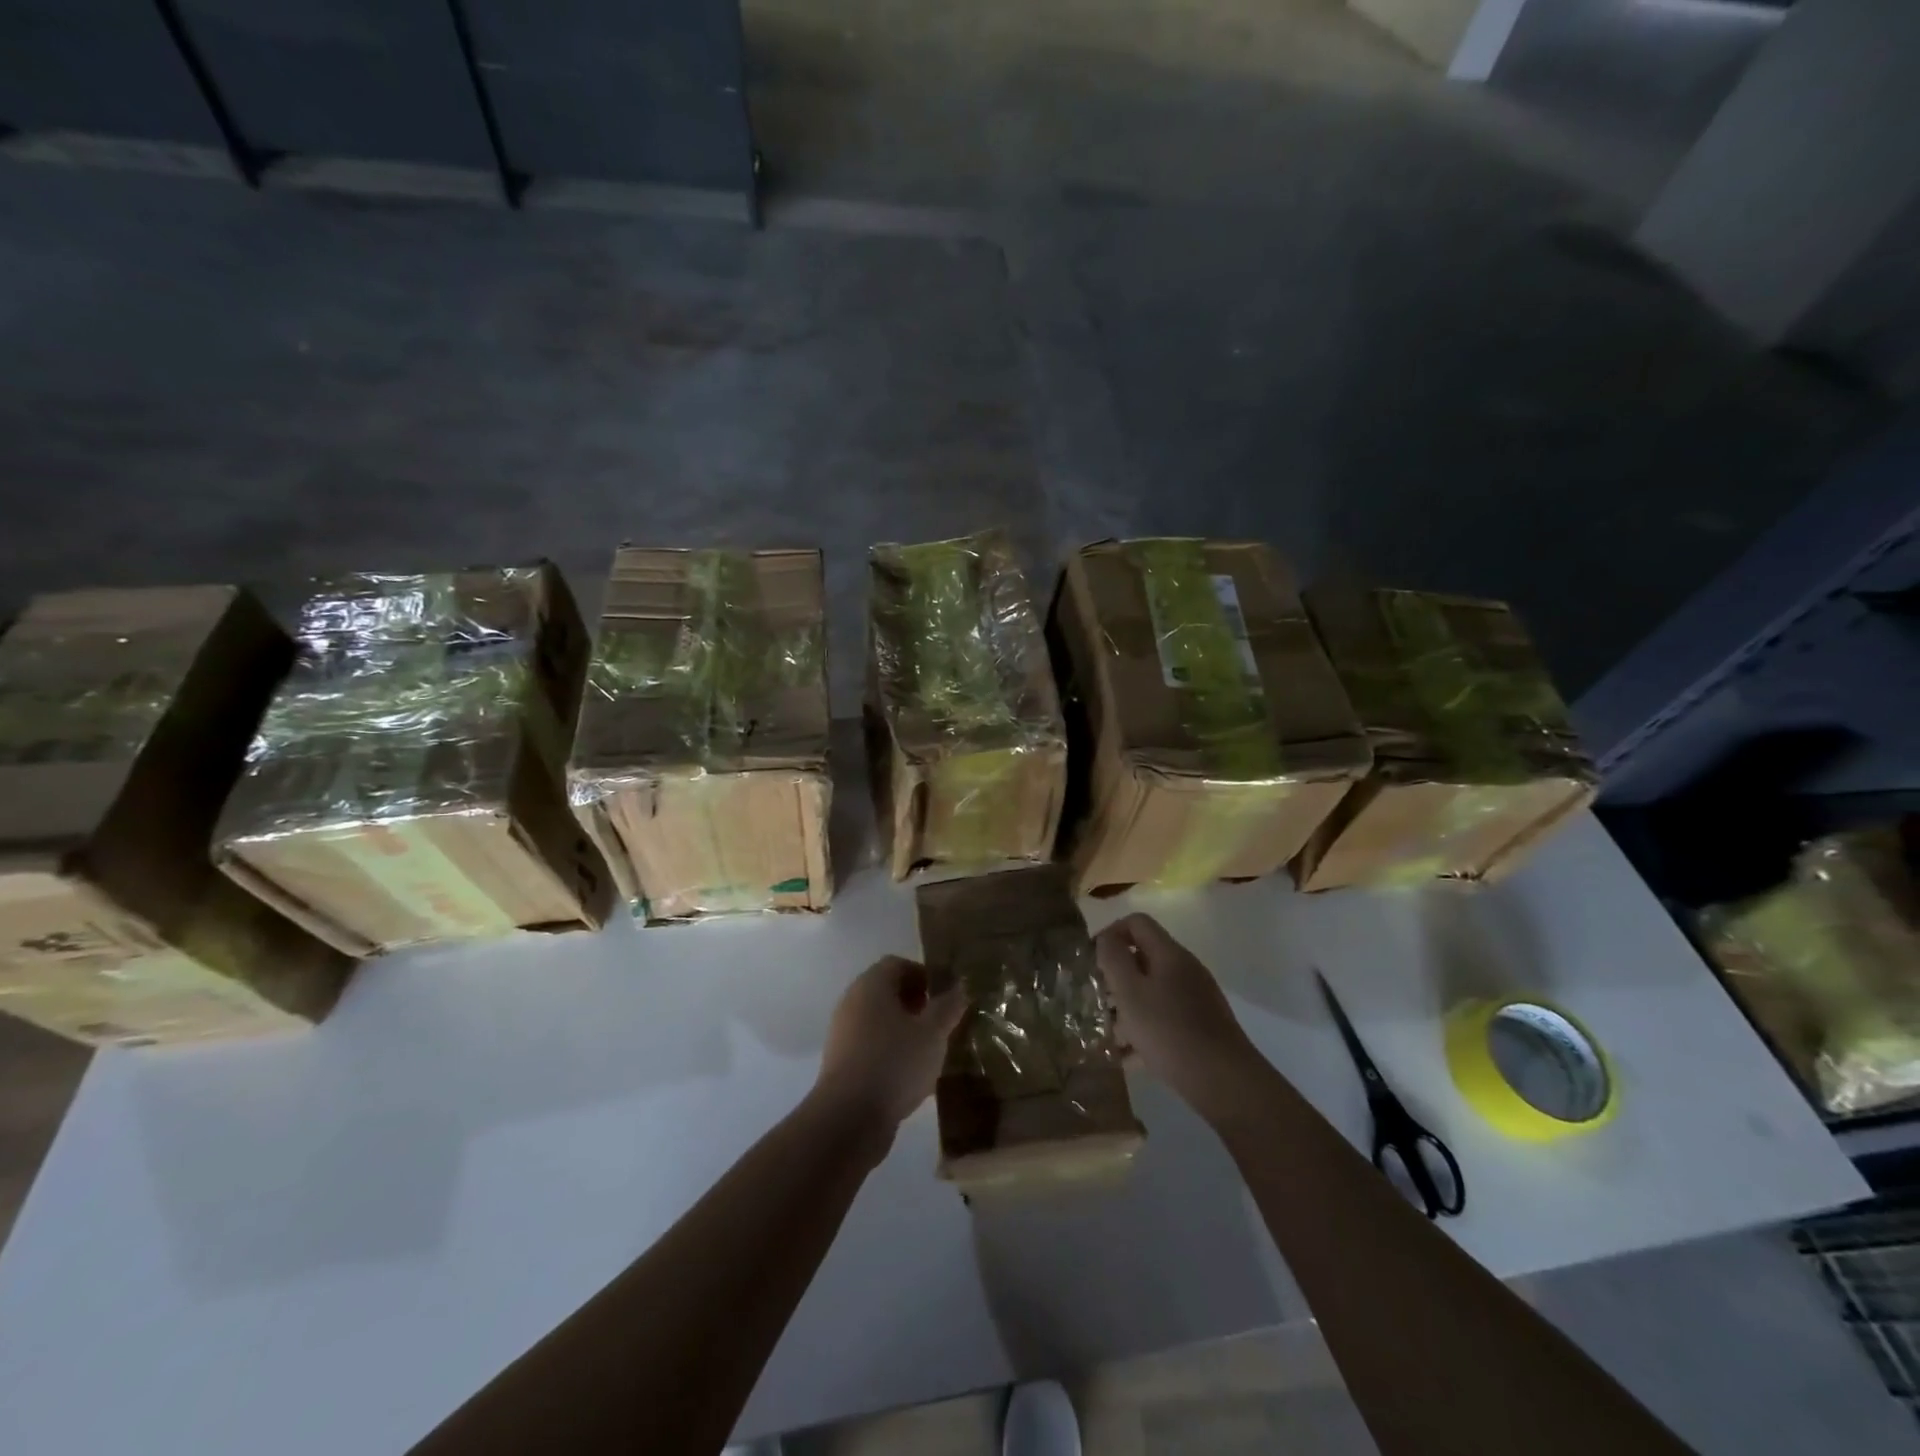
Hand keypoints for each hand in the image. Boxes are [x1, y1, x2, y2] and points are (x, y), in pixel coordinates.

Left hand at [813, 955, 966, 1139]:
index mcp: (871, 984)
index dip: (924, 975)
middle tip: (940, 1023)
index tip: (944, 997)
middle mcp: (852, 1001)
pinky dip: (890, 1050)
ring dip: (904, 1029)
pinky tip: (909, 1074)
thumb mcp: (933, 1033)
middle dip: (916, 1003)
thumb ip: (949, 1006)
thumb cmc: (895, 1062)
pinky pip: (870, 1044)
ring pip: (879, 1019)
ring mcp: (843, 1032)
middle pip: (886, 990)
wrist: (849, 1117)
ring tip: (929, 1051)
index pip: (897, 964)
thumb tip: (960, 986)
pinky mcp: (840, 1061)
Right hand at [1095, 914, 1269, 1125]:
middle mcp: (1185, 970)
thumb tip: (1106, 939)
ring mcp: (1196, 999)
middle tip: (1096, 1000)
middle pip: (1143, 959)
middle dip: (1116, 977)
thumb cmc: (1170, 1031)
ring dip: (1127, 1007)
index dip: (1109, 933)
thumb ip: (1113, 959)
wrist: (1225, 1082)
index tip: (1091, 961)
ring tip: (1107, 1034)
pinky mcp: (1201, 1027)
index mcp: (1169, 954)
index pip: (1136, 922)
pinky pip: (1164, 1019)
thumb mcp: (1130, 992)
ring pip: (1152, 992)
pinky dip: (1144, 1031)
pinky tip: (1128, 1057)